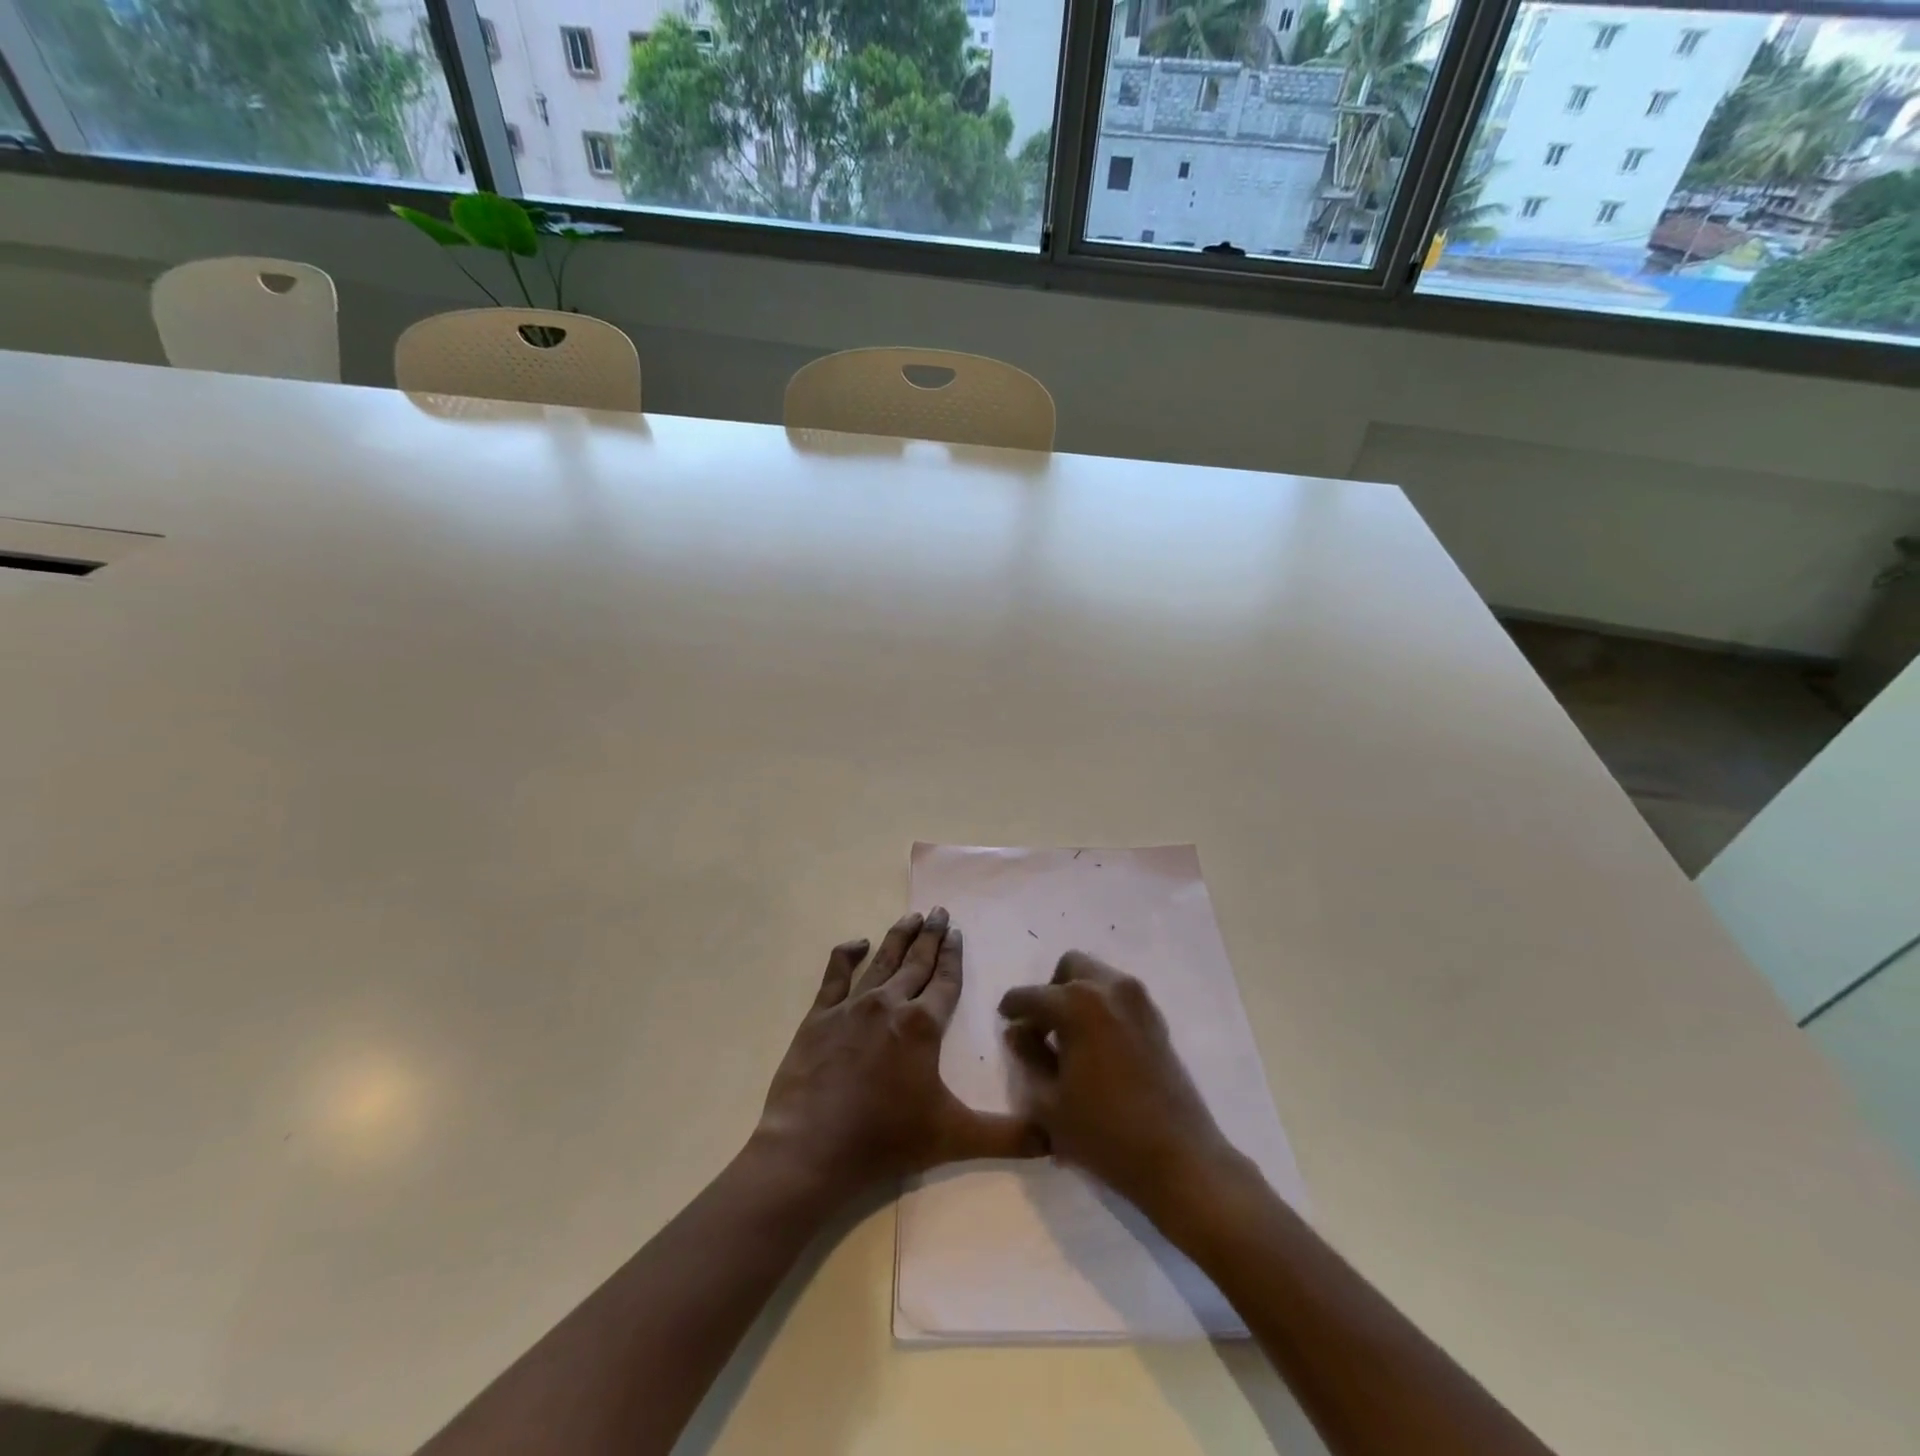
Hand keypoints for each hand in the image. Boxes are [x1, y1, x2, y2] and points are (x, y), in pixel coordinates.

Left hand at [753, 908, 1040, 1206]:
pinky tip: (858, 943)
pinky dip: (847, 955)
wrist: (811, 1148)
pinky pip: (835, 975)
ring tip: (912, 916)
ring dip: (899, 936)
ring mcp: (852, 1006)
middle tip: (940, 911)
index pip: (946, 981)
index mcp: (923, 1025)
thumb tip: (1054, 1139)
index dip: (954, 955)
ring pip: (883, 961)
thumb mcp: (954, 1138)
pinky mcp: (819, 1016)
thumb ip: (1007, 1136)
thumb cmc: (886, 1139)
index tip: (958, 931)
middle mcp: (890, 1004)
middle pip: (917, 962)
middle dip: (932, 936)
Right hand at [999, 951, 1241, 1228]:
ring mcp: (1138, 1001)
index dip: (1012, 1008)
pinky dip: (1101, 1008)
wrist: (1179, 1159)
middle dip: (1050, 990)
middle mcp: (1109, 988)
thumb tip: (1018, 1031)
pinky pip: (1118, 996)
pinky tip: (1096, 1048)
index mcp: (1077, 1004)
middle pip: (1070, 967)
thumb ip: (1028, 1056)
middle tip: (1042, 1028)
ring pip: (1097, 977)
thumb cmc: (1104, 1133)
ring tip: (1070, 1040)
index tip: (1004, 1021)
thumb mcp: (1049, 1102)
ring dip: (1077, 996)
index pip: (1031, 995)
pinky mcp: (1157, 1020)